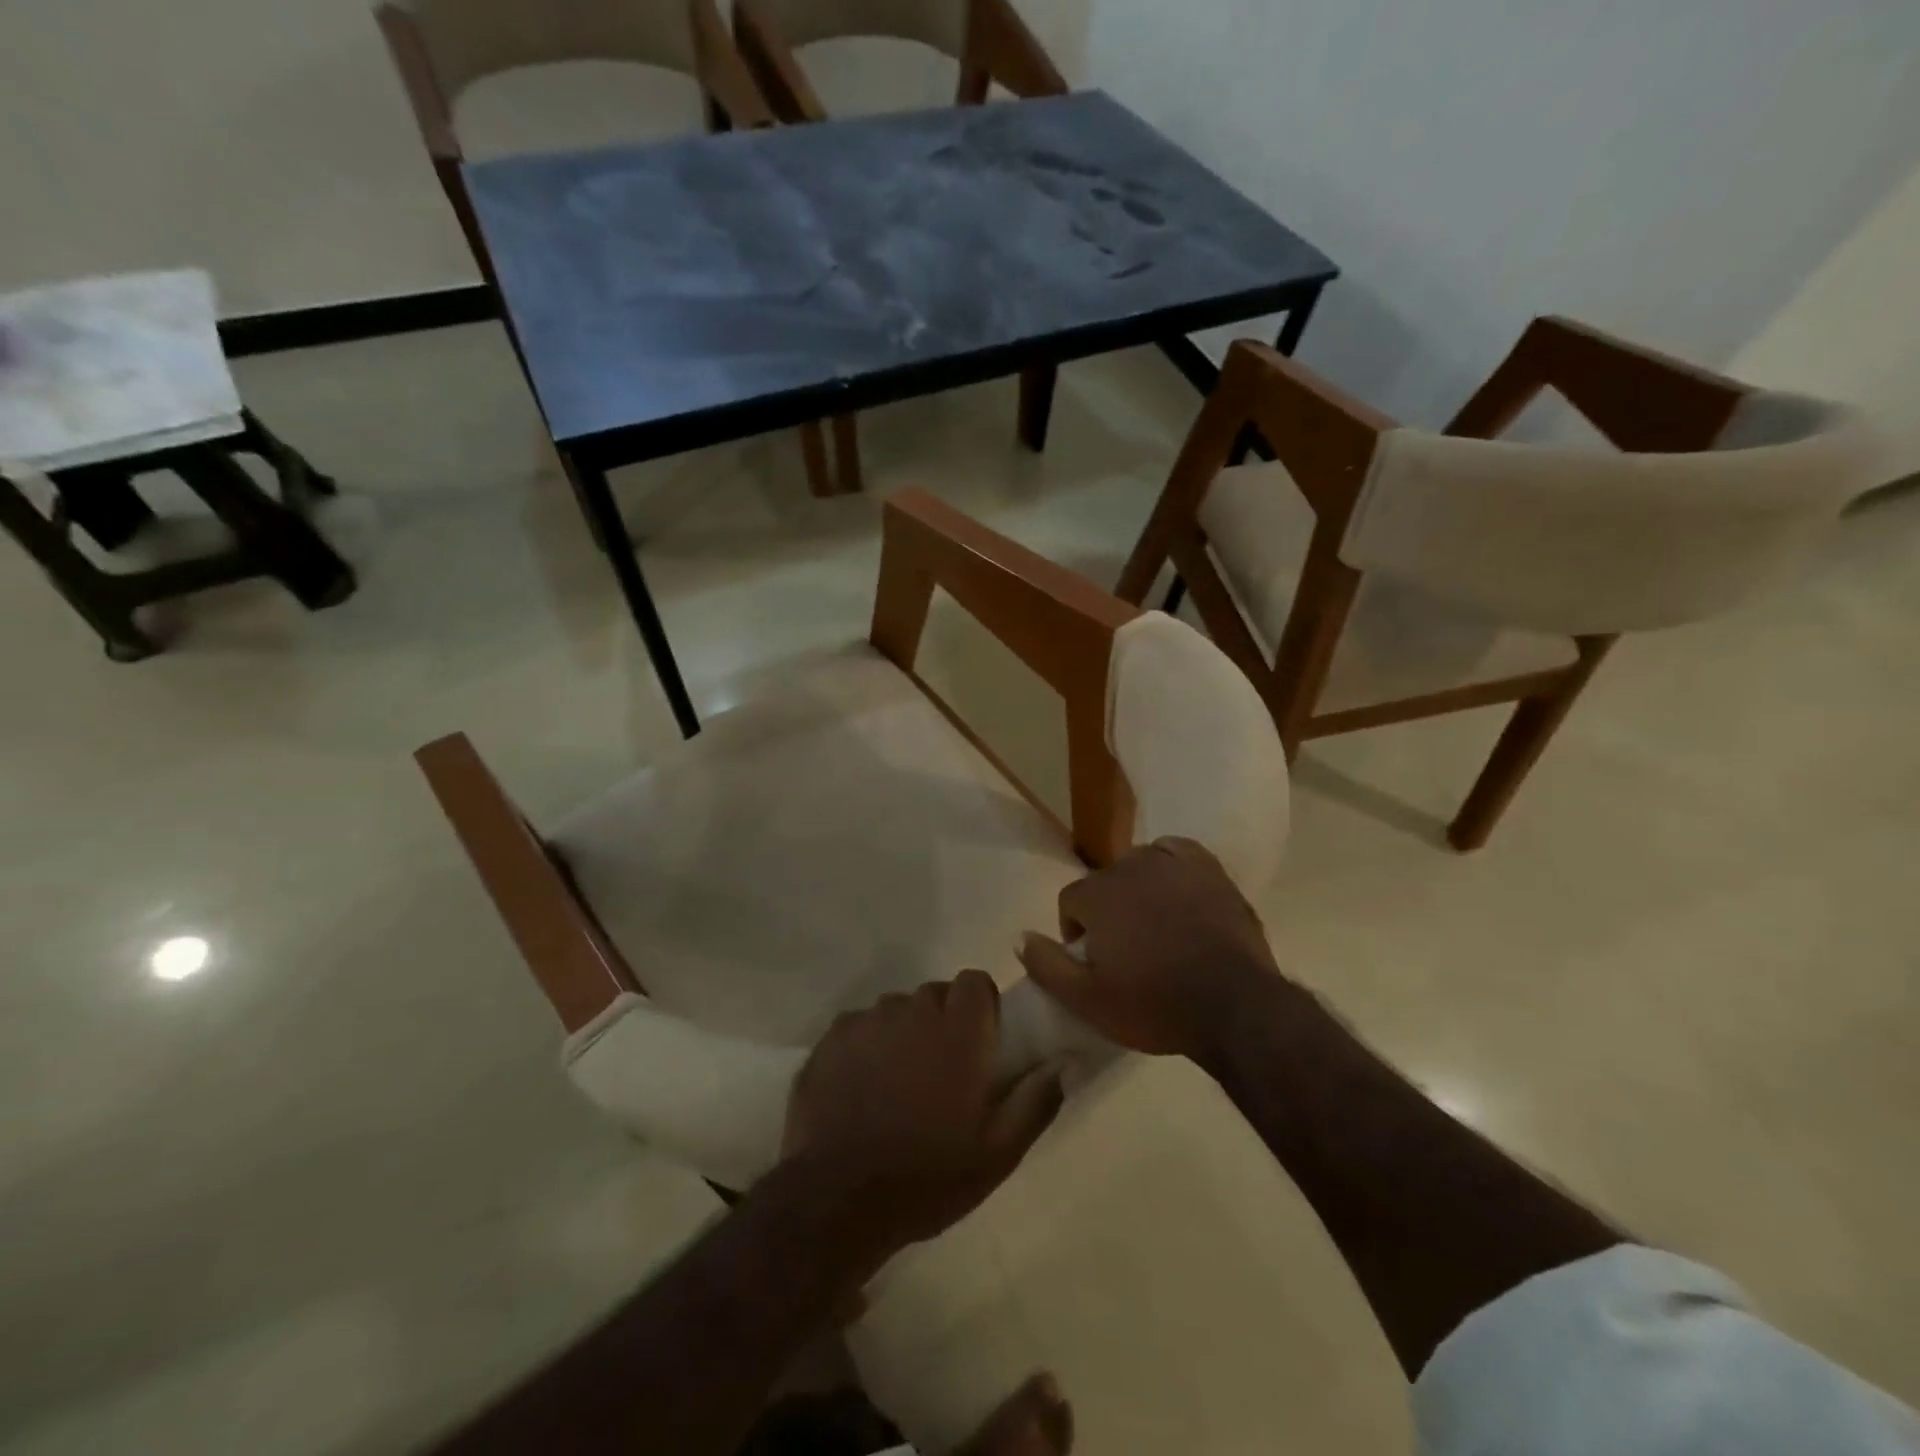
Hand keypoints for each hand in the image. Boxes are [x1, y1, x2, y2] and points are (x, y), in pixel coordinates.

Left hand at [782, 971, 1063, 1263]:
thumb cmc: (927, 1177)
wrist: (837, 1199)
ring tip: (898, 1082)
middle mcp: (912, 1012)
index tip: (981, 1040)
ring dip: (904, 1032)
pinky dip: (866, 1045)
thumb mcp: (998, 1154)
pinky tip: (861, 1087)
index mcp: (957, 1032)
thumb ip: (1035, 1101)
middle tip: (942, 1070)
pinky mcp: (831, 1038)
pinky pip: (859, 1026)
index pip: (974, 980)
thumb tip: (1062, 1063)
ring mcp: (867, 1021)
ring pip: (896, 1010)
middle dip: (943, 1020)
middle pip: (935, 994)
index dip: (981, 1004)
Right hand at [1016, 837, 1293, 1067]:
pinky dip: (1171, 866)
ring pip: (1140, 865)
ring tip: (1154, 924)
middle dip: (1108, 911)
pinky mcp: (1209, 869)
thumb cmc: (1155, 1005)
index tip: (1094, 960)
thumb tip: (1019, 936)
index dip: (1076, 930)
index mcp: (1098, 894)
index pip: (1071, 900)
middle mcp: (1131, 867)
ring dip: (1138, 889)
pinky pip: (1177, 852)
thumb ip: (1047, 966)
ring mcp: (1173, 864)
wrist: (1235, 1007)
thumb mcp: (1088, 1001)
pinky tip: (1177, 891)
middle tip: (1126, 949)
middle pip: (1105, 882)